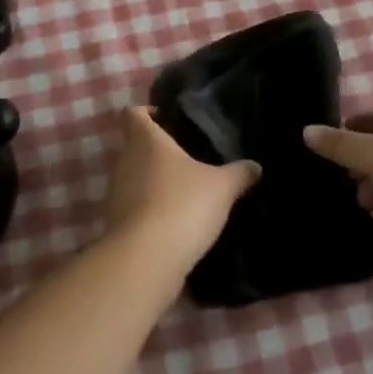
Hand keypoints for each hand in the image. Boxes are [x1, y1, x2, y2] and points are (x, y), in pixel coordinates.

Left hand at [102, 108, 259, 275]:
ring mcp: (116, 194)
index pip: (133, 113)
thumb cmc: (181, 205)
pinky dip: (151, 210)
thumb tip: (255, 167)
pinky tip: (177, 221)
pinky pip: (135, 207)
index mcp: (145, 140)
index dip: (147, 112)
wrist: (145, 260)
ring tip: (186, 191)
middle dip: (159, 151)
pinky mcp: (117, 224)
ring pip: (135, 178)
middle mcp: (124, 161)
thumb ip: (239, 173)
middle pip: (135, 146)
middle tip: (189, 157)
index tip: (168, 119)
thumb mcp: (221, 187)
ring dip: (155, 183)